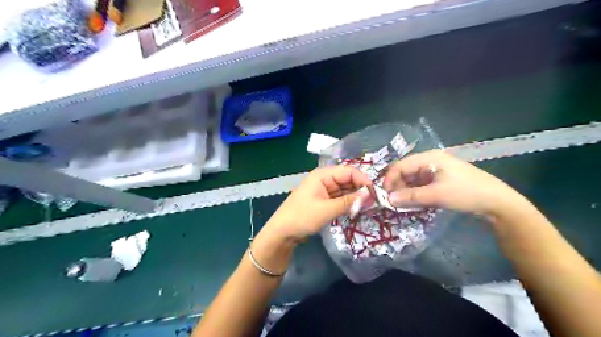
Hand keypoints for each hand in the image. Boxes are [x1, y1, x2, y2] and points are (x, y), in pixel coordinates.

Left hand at [263, 166, 371, 242]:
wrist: (282, 232)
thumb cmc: (302, 217)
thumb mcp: (327, 210)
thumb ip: (349, 202)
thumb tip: (370, 195)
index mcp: (323, 175)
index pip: (349, 171)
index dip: (363, 180)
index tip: (375, 194)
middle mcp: (324, 179)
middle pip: (348, 180)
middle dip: (361, 189)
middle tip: (374, 203)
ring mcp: (324, 190)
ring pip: (345, 190)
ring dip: (355, 197)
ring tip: (369, 207)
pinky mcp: (324, 201)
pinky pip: (340, 198)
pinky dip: (348, 203)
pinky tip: (357, 209)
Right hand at [385, 148, 521, 216]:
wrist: (497, 202)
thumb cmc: (466, 193)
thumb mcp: (437, 195)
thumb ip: (411, 197)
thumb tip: (388, 199)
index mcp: (429, 158)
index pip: (401, 165)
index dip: (390, 179)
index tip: (384, 195)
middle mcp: (430, 161)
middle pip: (405, 171)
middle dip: (397, 186)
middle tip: (392, 202)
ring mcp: (435, 171)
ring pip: (412, 179)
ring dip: (405, 191)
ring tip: (401, 204)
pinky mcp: (440, 180)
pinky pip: (421, 185)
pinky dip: (414, 194)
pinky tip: (412, 203)